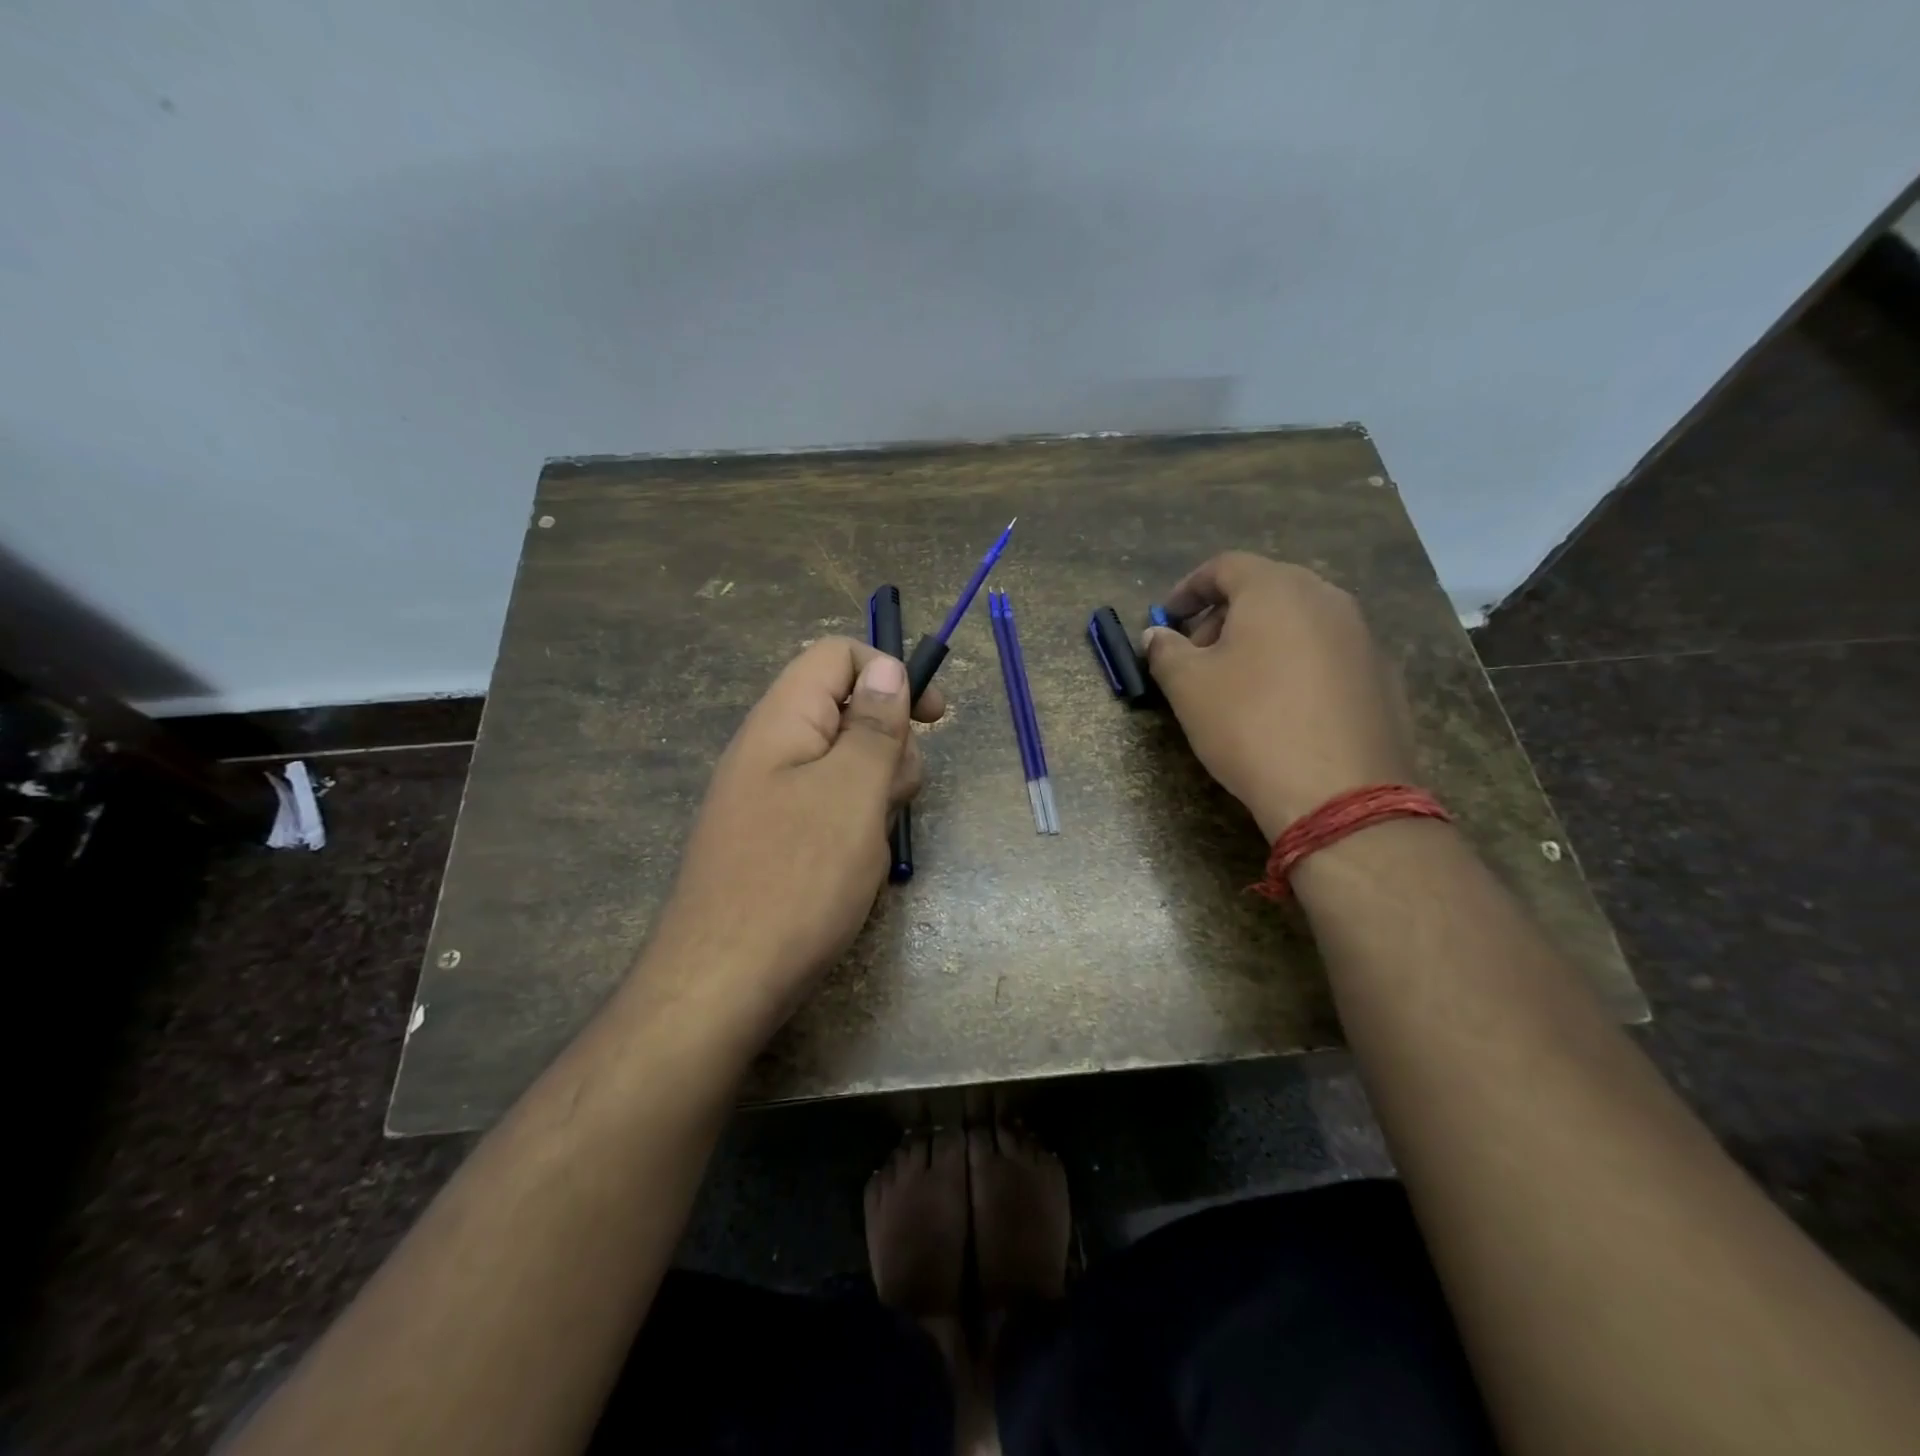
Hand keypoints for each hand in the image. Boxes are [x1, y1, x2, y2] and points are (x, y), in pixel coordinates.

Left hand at [639, 637, 943, 1037]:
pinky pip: (829, 808)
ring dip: (875, 793)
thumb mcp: (852, 793)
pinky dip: (855, 826)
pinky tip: (855, 867)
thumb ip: (874, 725)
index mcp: (782, 720)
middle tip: (891, 798)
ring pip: (845, 765)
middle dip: (889, 746)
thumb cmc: (796, 879)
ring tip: (870, 842)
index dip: (890, 673)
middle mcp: (771, 748)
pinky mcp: (777, 837)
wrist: (722, 984)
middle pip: (847, 711)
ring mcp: (771, 796)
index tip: (933, 719)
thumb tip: (887, 667)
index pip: (837, 656)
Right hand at [1144, 552, 1415, 839]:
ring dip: (1262, 638)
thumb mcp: (1188, 687)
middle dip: (1224, 615)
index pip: (1225, 566)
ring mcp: (1363, 636)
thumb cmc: (1250, 725)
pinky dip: (1297, 663)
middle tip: (1198, 653)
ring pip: (1301, 620)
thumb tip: (1157, 636)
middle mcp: (1327, 598)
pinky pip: (1328, 653)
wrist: (1339, 793)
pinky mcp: (1384, 675)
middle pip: (1267, 588)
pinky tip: (1283, 706)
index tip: (1167, 618)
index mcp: (1277, 589)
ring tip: (1238, 682)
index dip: (1188, 588)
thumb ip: (1165, 651)